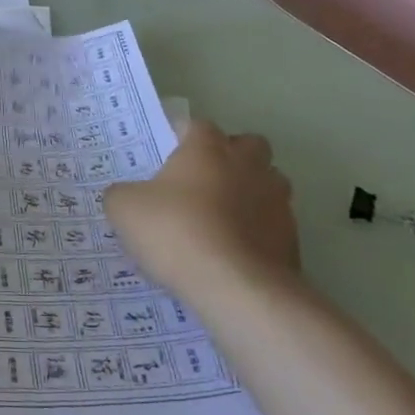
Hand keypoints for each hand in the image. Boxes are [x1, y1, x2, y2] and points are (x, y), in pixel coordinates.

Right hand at [104, 123, 297, 295]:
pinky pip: (274, 224)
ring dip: (251, 192)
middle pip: (248, 145)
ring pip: (269, 183)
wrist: (237, 288)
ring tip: (224, 218)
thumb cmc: (177, 232)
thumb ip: (122, 194)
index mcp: (208, 148)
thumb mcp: (125, 209)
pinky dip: (260, 232)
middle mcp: (247, 165)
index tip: (168, 155)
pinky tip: (236, 252)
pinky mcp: (292, 239)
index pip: (198, 126)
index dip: (182, 137)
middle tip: (203, 182)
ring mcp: (276, 201)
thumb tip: (126, 196)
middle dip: (231, 157)